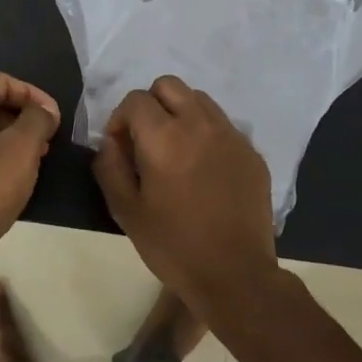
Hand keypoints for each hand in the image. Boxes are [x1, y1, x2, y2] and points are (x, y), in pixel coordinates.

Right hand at [93, 75, 280, 316]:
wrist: (235, 275)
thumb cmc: (173, 245)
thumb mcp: (125, 210)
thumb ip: (109, 167)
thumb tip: (110, 142)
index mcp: (164, 137)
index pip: (135, 99)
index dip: (120, 118)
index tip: (120, 147)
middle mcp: (200, 125)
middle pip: (169, 86)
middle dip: (150, 105)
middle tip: (146, 140)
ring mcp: (231, 136)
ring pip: (199, 99)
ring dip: (180, 114)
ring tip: (176, 150)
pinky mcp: (252, 152)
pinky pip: (223, 125)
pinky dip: (206, 133)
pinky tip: (204, 169)